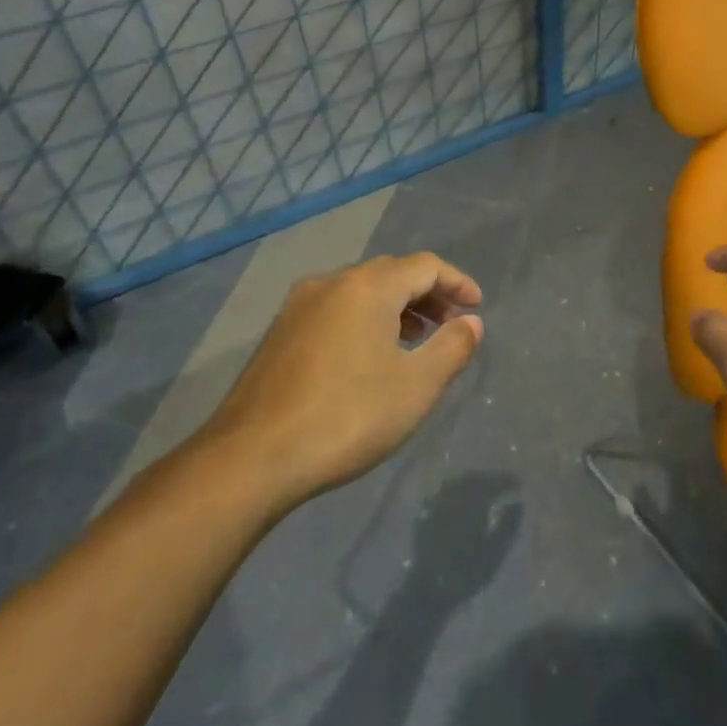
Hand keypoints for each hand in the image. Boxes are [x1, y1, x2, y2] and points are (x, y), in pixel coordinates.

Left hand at [203, 252, 484, 504]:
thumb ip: (451, 348)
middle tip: (451, 324)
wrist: (250, 459)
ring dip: (396, 308)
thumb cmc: (346, 417)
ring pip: (361, 292)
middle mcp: (332, 283)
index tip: (476, 308)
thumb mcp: (416, 387)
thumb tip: (471, 322)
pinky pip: (336, 310)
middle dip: (428, 294)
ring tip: (416, 341)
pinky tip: (371, 357)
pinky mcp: (279, 334)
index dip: (457, 283)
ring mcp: (299, 306)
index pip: (425, 266)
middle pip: (392, 273)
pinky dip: (365, 320)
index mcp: (368, 287)